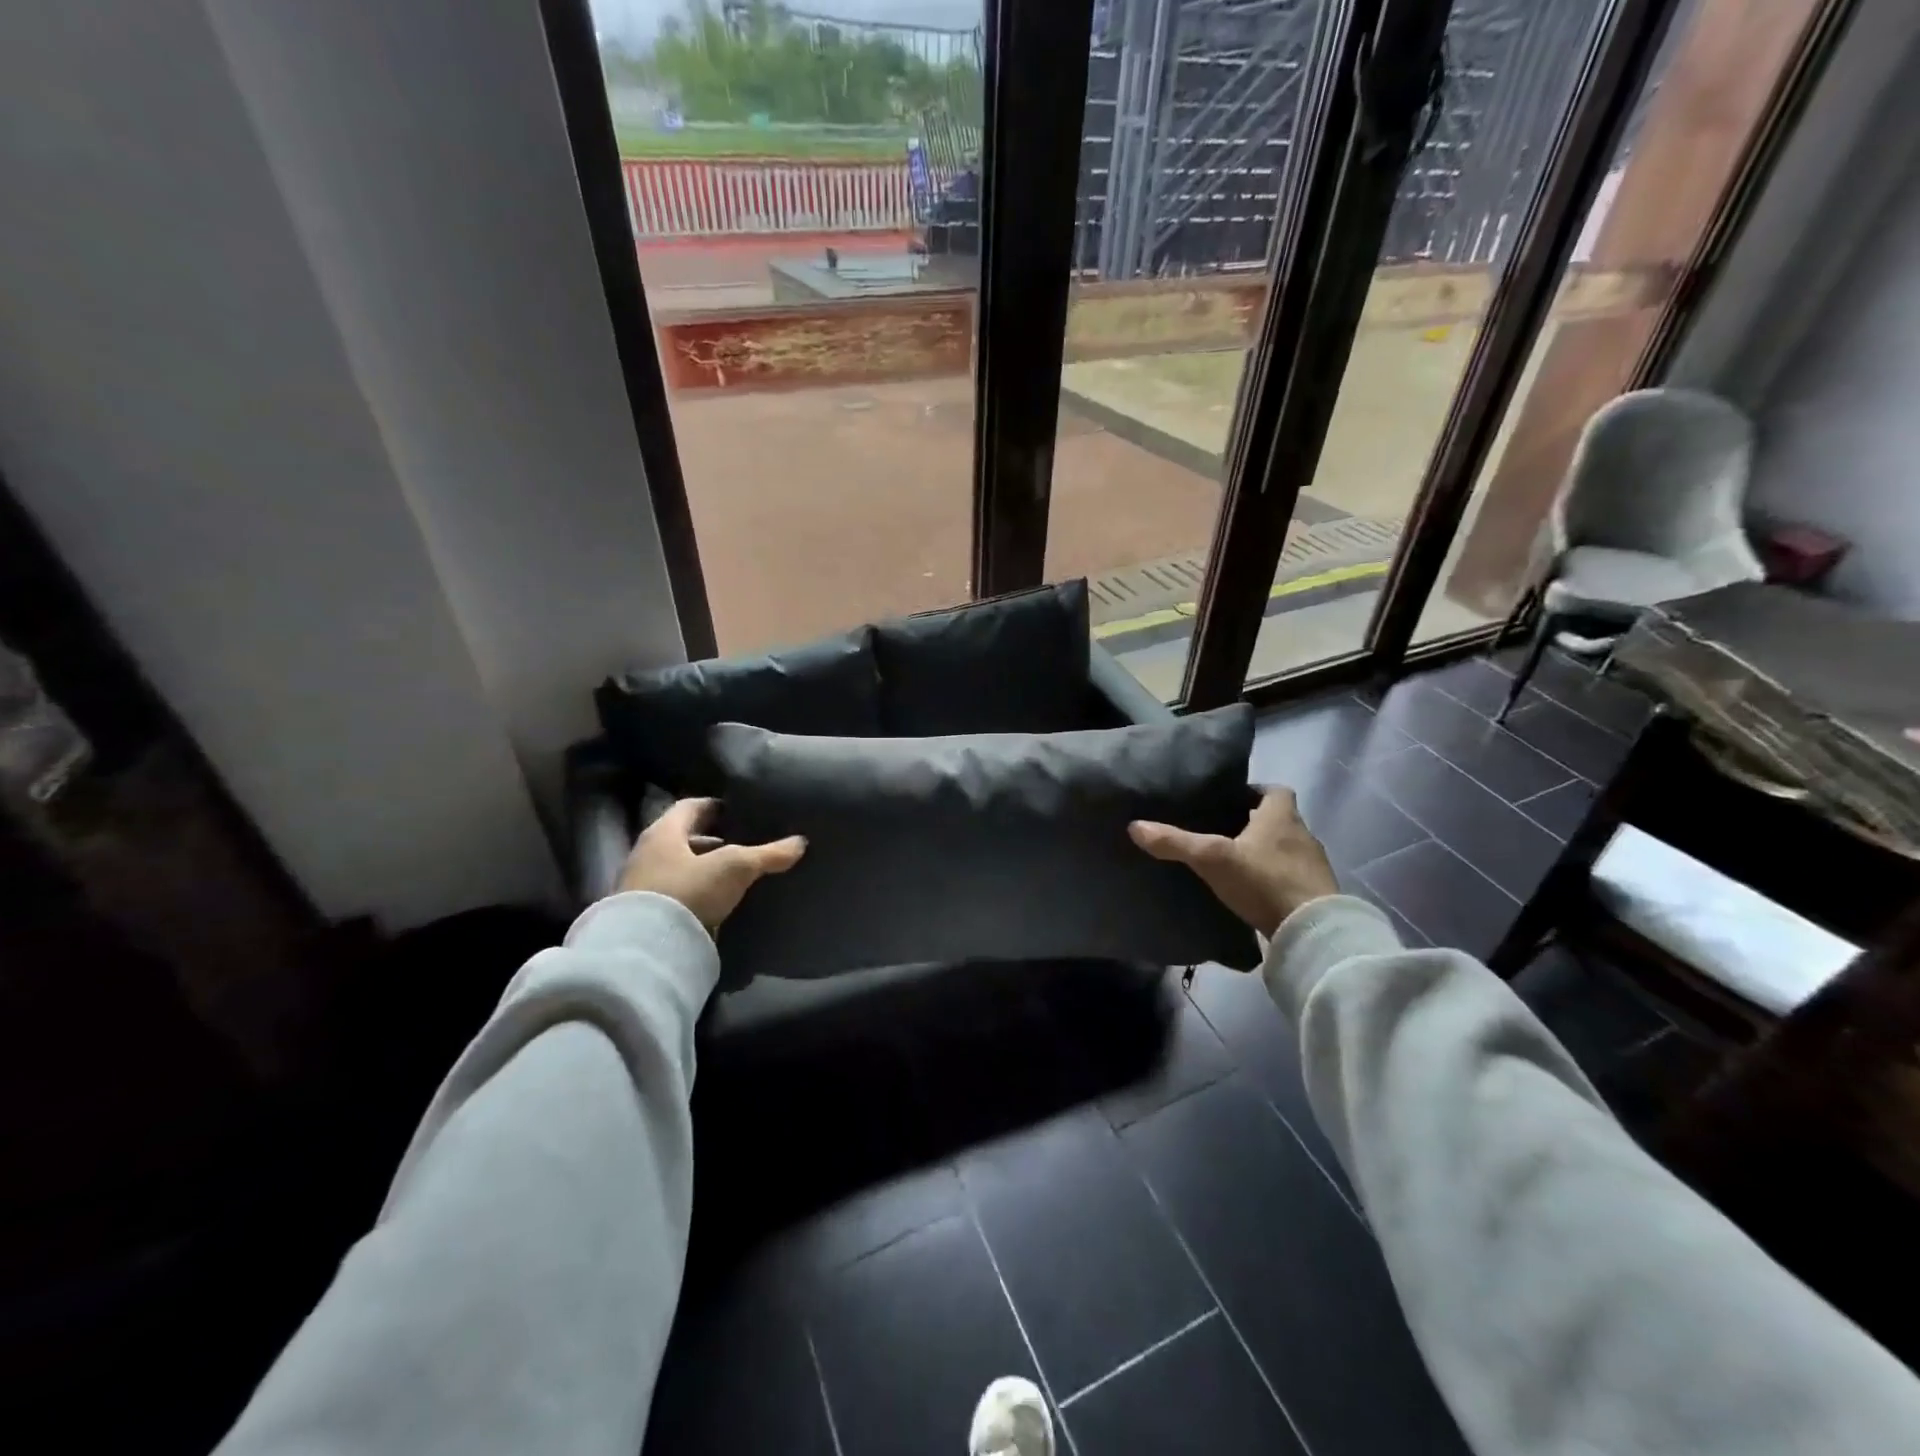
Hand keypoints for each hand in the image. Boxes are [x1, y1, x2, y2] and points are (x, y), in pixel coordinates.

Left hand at [616, 797, 805, 931]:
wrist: (645, 951)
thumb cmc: (688, 891)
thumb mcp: (735, 868)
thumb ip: (768, 854)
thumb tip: (800, 842)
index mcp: (663, 832)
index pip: (691, 806)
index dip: (717, 806)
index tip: (739, 812)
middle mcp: (647, 853)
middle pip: (684, 838)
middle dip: (713, 841)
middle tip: (743, 844)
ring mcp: (642, 885)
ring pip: (679, 868)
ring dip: (704, 869)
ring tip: (734, 875)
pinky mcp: (644, 915)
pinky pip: (676, 895)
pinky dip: (696, 893)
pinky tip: (717, 902)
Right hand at [1129, 788, 1338, 938]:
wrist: (1312, 932)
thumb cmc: (1264, 881)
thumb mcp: (1212, 858)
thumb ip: (1174, 842)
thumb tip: (1134, 826)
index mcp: (1282, 816)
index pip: (1275, 791)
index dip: (1255, 792)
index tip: (1231, 800)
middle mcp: (1302, 835)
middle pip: (1279, 820)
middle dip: (1255, 823)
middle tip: (1222, 830)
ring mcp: (1312, 867)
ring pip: (1285, 848)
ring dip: (1265, 851)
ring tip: (1233, 861)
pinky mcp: (1314, 894)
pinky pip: (1290, 876)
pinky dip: (1273, 878)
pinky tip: (1252, 890)